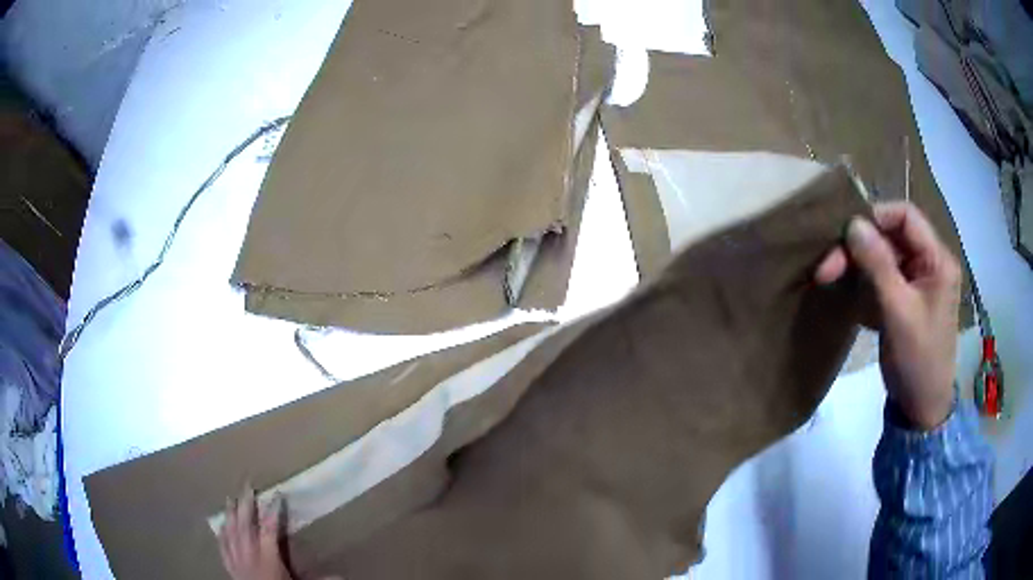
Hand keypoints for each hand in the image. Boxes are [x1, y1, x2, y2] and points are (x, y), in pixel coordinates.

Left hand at [219, 486, 292, 579]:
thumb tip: (342, 575)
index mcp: (268, 559)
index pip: (269, 529)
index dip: (273, 511)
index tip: (277, 494)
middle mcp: (249, 555)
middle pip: (245, 525)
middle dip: (246, 504)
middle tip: (247, 485)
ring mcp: (236, 561)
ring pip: (231, 532)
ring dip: (230, 514)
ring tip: (230, 498)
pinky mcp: (230, 569)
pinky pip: (223, 548)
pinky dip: (221, 535)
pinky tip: (219, 526)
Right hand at [816, 202, 960, 429]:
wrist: (921, 409)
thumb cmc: (918, 360)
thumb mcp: (898, 311)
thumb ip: (878, 265)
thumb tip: (853, 224)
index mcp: (937, 260)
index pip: (906, 217)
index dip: (876, 217)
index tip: (845, 234)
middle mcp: (928, 263)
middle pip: (890, 238)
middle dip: (858, 248)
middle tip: (825, 267)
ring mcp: (915, 283)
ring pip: (882, 258)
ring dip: (856, 267)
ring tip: (828, 279)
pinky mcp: (903, 300)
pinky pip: (880, 280)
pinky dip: (861, 284)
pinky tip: (845, 296)